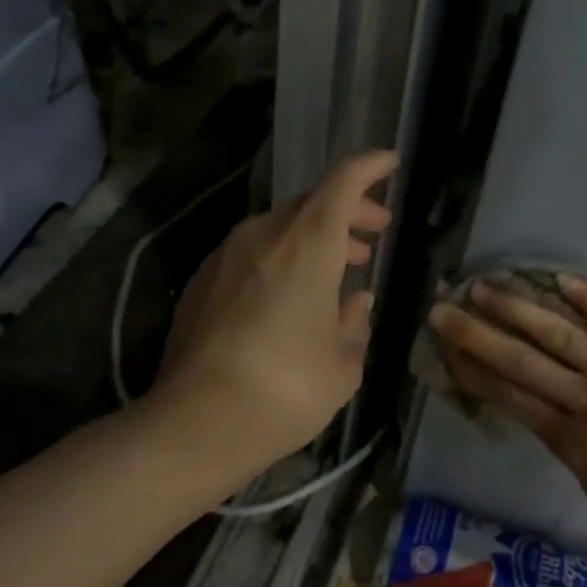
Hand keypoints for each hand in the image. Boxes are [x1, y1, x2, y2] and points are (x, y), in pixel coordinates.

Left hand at [156, 150, 395, 472]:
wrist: (195, 422)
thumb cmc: (286, 389)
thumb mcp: (343, 364)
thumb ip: (354, 323)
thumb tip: (356, 301)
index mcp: (308, 244)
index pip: (343, 181)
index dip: (370, 167)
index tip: (390, 163)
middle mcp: (265, 236)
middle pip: (312, 204)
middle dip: (348, 212)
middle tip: (374, 231)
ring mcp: (226, 256)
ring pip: (280, 228)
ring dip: (315, 238)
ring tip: (340, 264)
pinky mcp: (202, 282)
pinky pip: (253, 253)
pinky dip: (282, 259)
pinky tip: (290, 295)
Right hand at [429, 276, 586, 572]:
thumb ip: (568, 449)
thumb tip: (545, 416)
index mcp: (571, 440)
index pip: (510, 396)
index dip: (474, 370)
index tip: (446, 350)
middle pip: (523, 361)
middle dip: (477, 334)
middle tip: (444, 309)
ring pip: (563, 335)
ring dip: (520, 309)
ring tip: (486, 288)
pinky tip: (561, 280)